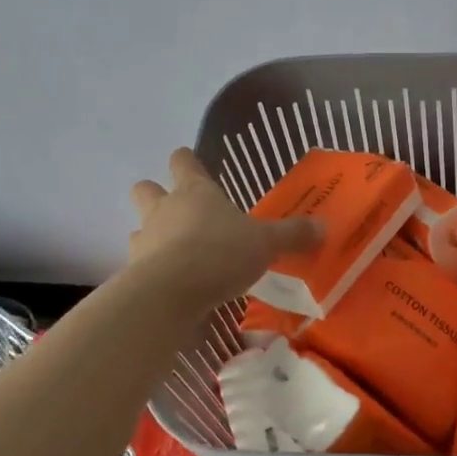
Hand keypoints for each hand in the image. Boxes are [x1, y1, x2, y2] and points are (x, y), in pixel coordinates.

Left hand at [128, 149, 321, 305]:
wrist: (169, 294)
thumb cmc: (220, 253)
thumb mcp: (266, 244)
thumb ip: (292, 235)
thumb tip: (323, 227)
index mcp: (196, 192)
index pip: (183, 162)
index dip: (186, 160)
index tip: (190, 161)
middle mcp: (165, 209)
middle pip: (147, 188)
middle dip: (156, 193)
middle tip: (177, 208)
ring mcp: (145, 240)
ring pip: (140, 226)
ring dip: (153, 234)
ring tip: (176, 251)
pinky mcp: (133, 272)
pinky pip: (140, 264)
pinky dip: (152, 270)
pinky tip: (171, 284)